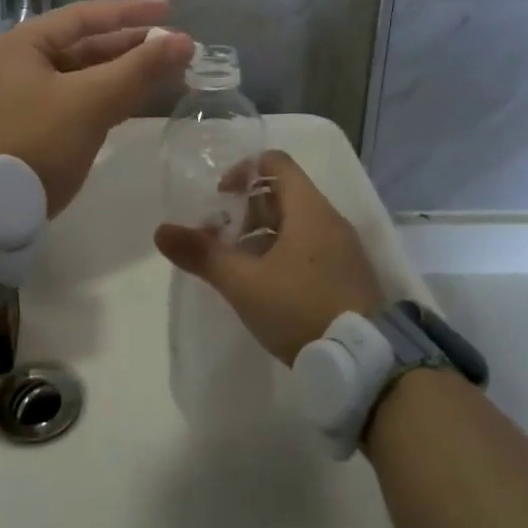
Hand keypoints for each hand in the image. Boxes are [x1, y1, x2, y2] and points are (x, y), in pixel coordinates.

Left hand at [0, 0, 194, 215]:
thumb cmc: (39, 143)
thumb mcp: (91, 101)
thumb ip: (138, 69)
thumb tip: (184, 41)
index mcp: (20, 45)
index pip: (83, 16)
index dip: (129, 12)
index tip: (169, 10)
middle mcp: (17, 63)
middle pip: (83, 45)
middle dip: (131, 46)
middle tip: (175, 48)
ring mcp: (23, 96)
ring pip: (83, 74)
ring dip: (123, 72)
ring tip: (168, 71)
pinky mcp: (33, 125)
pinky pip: (77, 99)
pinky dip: (107, 96)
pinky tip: (139, 96)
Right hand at [155, 151, 383, 363]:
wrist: (366, 364)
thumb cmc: (301, 309)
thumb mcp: (243, 283)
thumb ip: (202, 254)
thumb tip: (161, 231)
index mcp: (309, 209)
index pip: (275, 163)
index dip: (243, 170)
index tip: (220, 196)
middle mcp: (330, 220)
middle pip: (283, 195)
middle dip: (246, 211)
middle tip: (220, 239)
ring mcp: (343, 249)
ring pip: (296, 225)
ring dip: (262, 236)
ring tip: (238, 267)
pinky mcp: (349, 276)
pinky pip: (310, 249)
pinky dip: (283, 255)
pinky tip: (266, 288)